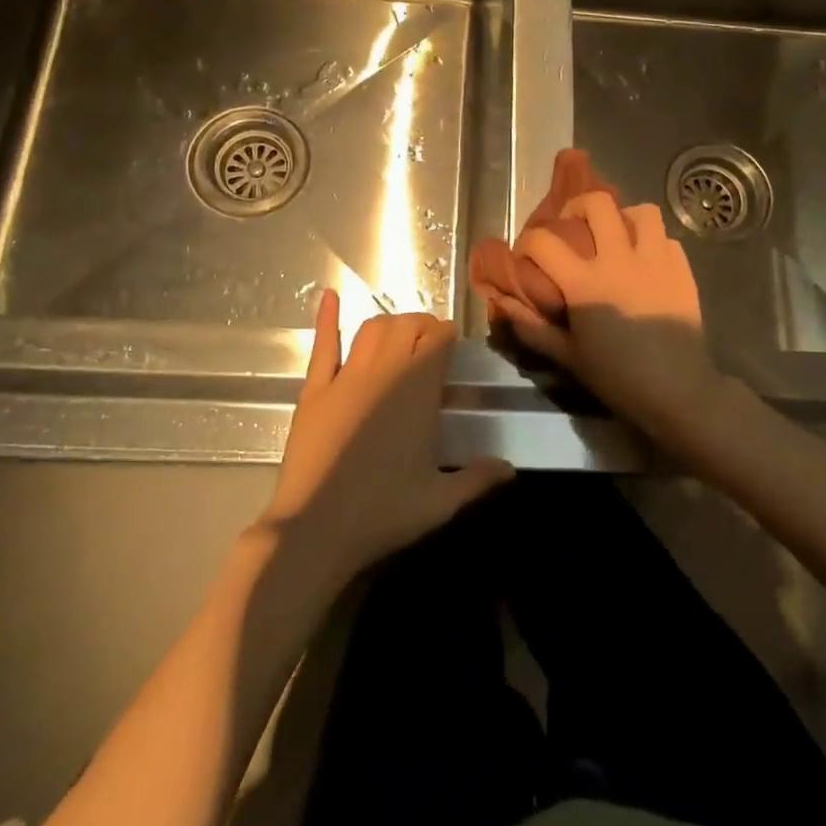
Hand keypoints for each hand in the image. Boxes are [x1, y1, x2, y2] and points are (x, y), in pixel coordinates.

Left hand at [261, 290, 513, 580]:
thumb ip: (478, 480)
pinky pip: (323, 346)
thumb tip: (510, 469)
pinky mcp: (314, 390)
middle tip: (430, 344)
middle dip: (422, 326)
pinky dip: (326, 318)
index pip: (439, 339)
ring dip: (389, 324)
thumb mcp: (440, 502)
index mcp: (418, 390)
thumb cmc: (382, 513)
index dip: (448, 336)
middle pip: (406, 325)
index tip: (453, 347)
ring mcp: (345, 378)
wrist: (314, 529)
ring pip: (371, 329)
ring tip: (399, 336)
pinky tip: (329, 296)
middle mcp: (384, 371)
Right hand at [491, 193, 736, 453]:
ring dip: (624, 218)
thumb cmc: (617, 377)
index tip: (526, 255)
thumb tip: (503, 304)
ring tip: (616, 237)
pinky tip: (646, 262)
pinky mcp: (682, 269)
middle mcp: (619, 260)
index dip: (527, 242)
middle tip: (573, 227)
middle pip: (597, 203)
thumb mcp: (568, 357)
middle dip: (578, 207)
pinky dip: (653, 243)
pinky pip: (666, 238)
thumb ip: (532, 328)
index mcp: (584, 282)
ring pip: (642, 211)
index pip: (543, 242)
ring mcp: (655, 260)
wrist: (678, 391)